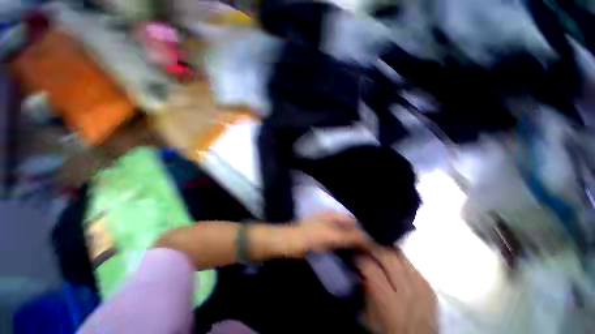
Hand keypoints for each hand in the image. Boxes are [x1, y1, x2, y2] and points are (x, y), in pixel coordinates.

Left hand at [280, 212, 369, 257]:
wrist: (290, 243)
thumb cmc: (311, 236)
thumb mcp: (331, 235)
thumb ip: (349, 236)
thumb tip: (368, 239)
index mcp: (333, 215)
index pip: (353, 220)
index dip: (363, 229)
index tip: (374, 242)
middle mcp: (332, 220)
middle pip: (349, 227)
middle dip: (359, 236)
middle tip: (371, 250)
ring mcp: (327, 229)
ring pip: (344, 235)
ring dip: (352, 242)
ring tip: (363, 253)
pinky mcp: (323, 239)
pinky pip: (337, 242)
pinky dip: (344, 247)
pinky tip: (349, 254)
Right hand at [356, 246, 437, 333]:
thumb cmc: (386, 332)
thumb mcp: (366, 315)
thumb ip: (360, 289)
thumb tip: (353, 268)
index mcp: (386, 299)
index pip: (368, 265)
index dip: (356, 255)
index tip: (349, 251)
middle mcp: (406, 289)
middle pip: (385, 254)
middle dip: (370, 246)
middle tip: (361, 246)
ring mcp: (421, 286)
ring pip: (399, 254)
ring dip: (384, 249)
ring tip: (375, 250)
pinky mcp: (429, 286)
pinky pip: (410, 263)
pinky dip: (398, 259)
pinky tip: (392, 262)